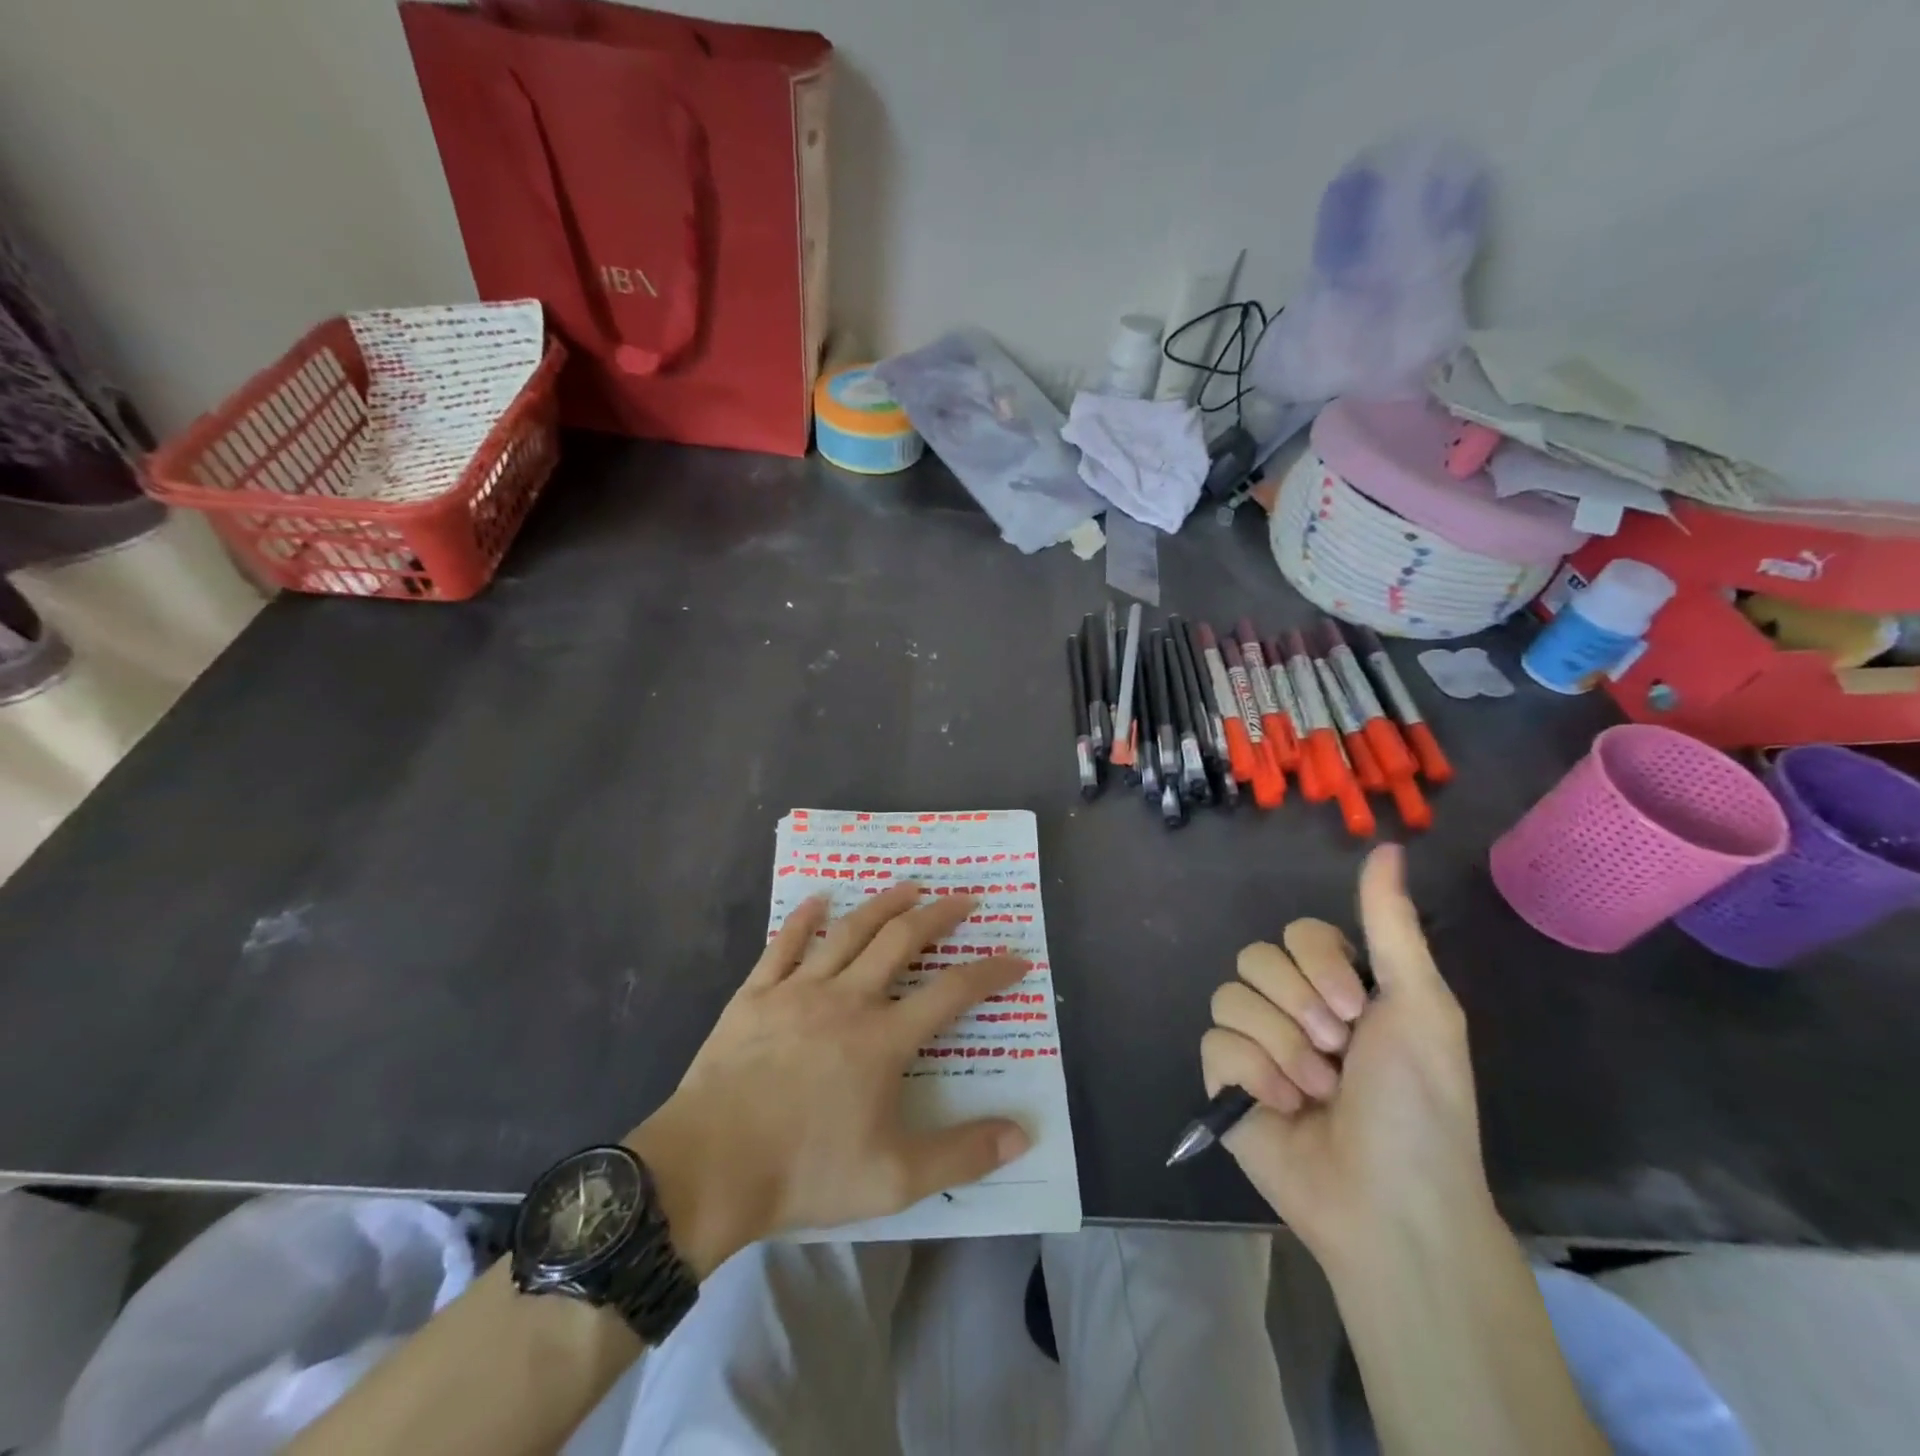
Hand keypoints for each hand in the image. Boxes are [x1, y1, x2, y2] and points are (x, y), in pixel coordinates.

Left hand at [626, 883, 1032, 1275]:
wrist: (708, 1169)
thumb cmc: (804, 1172)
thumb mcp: (894, 1179)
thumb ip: (961, 1154)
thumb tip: (1022, 1135)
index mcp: (884, 1039)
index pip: (952, 992)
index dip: (990, 971)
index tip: (1016, 958)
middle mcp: (847, 1000)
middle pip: (902, 941)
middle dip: (939, 915)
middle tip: (965, 899)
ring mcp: (798, 991)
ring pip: (849, 931)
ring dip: (884, 904)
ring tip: (910, 886)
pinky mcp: (756, 994)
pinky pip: (784, 944)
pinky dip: (804, 918)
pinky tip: (819, 899)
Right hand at [1199, 844, 1489, 1268]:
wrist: (1390, 1202)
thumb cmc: (1419, 1104)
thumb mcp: (1419, 1005)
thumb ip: (1390, 924)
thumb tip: (1389, 847)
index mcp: (1337, 988)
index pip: (1296, 933)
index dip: (1318, 965)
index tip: (1355, 1011)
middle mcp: (1292, 1009)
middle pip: (1256, 958)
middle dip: (1298, 1007)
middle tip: (1336, 1052)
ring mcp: (1254, 1045)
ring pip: (1230, 998)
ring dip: (1280, 1046)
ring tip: (1314, 1090)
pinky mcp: (1224, 1081)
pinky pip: (1214, 1043)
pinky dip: (1252, 1073)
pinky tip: (1281, 1106)